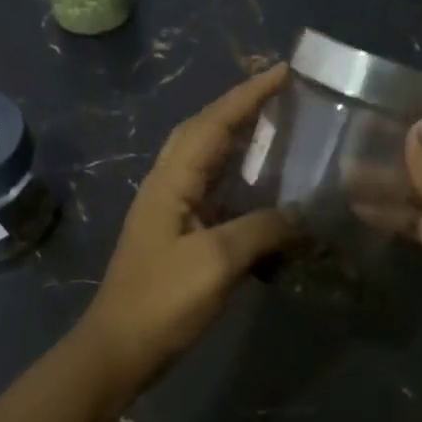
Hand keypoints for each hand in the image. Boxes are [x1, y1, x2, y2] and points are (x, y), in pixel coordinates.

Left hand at [78, 65, 294, 383]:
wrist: (120, 350)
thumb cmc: (163, 301)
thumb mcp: (217, 261)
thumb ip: (262, 229)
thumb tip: (301, 213)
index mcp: (171, 181)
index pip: (213, 123)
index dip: (248, 95)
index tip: (284, 71)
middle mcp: (168, 186)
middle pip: (204, 132)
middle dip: (241, 107)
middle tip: (282, 95)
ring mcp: (171, 211)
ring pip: (207, 161)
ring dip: (239, 140)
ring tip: (279, 130)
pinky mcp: (179, 236)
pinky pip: (214, 193)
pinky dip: (240, 181)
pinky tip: (264, 189)